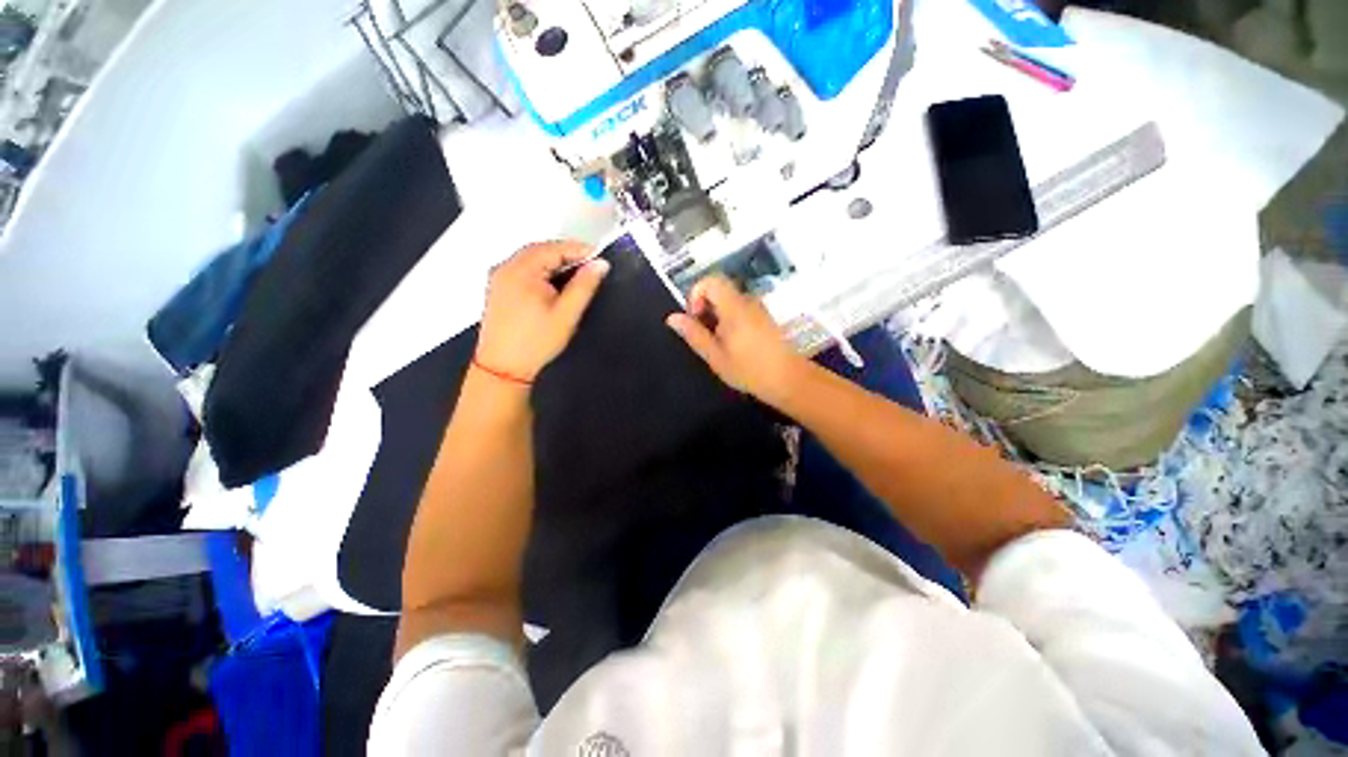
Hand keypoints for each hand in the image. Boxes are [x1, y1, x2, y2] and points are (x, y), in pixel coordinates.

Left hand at [476, 241, 609, 382]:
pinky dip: (541, 271)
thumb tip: (600, 264)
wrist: (503, 367)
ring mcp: (499, 278)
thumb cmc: (535, 342)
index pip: (554, 248)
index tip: (598, 257)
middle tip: (589, 265)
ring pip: (531, 259)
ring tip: (575, 276)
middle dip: (566, 255)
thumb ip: (584, 286)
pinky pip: (522, 270)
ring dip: (553, 263)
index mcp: (521, 270)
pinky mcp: (498, 288)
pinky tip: (553, 285)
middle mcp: (505, 268)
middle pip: (541, 250)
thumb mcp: (567, 314)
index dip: (579, 250)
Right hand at [665, 275, 805, 404]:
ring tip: (719, 343)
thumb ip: (694, 334)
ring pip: (729, 300)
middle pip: (719, 290)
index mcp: (734, 307)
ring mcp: (758, 309)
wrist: (788, 379)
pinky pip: (740, 309)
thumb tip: (672, 317)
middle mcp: (747, 301)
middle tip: (705, 334)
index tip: (696, 318)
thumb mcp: (715, 356)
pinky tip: (733, 344)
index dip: (696, 294)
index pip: (711, 281)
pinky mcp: (764, 318)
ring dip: (717, 315)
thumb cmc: (748, 369)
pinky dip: (729, 319)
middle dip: (705, 307)